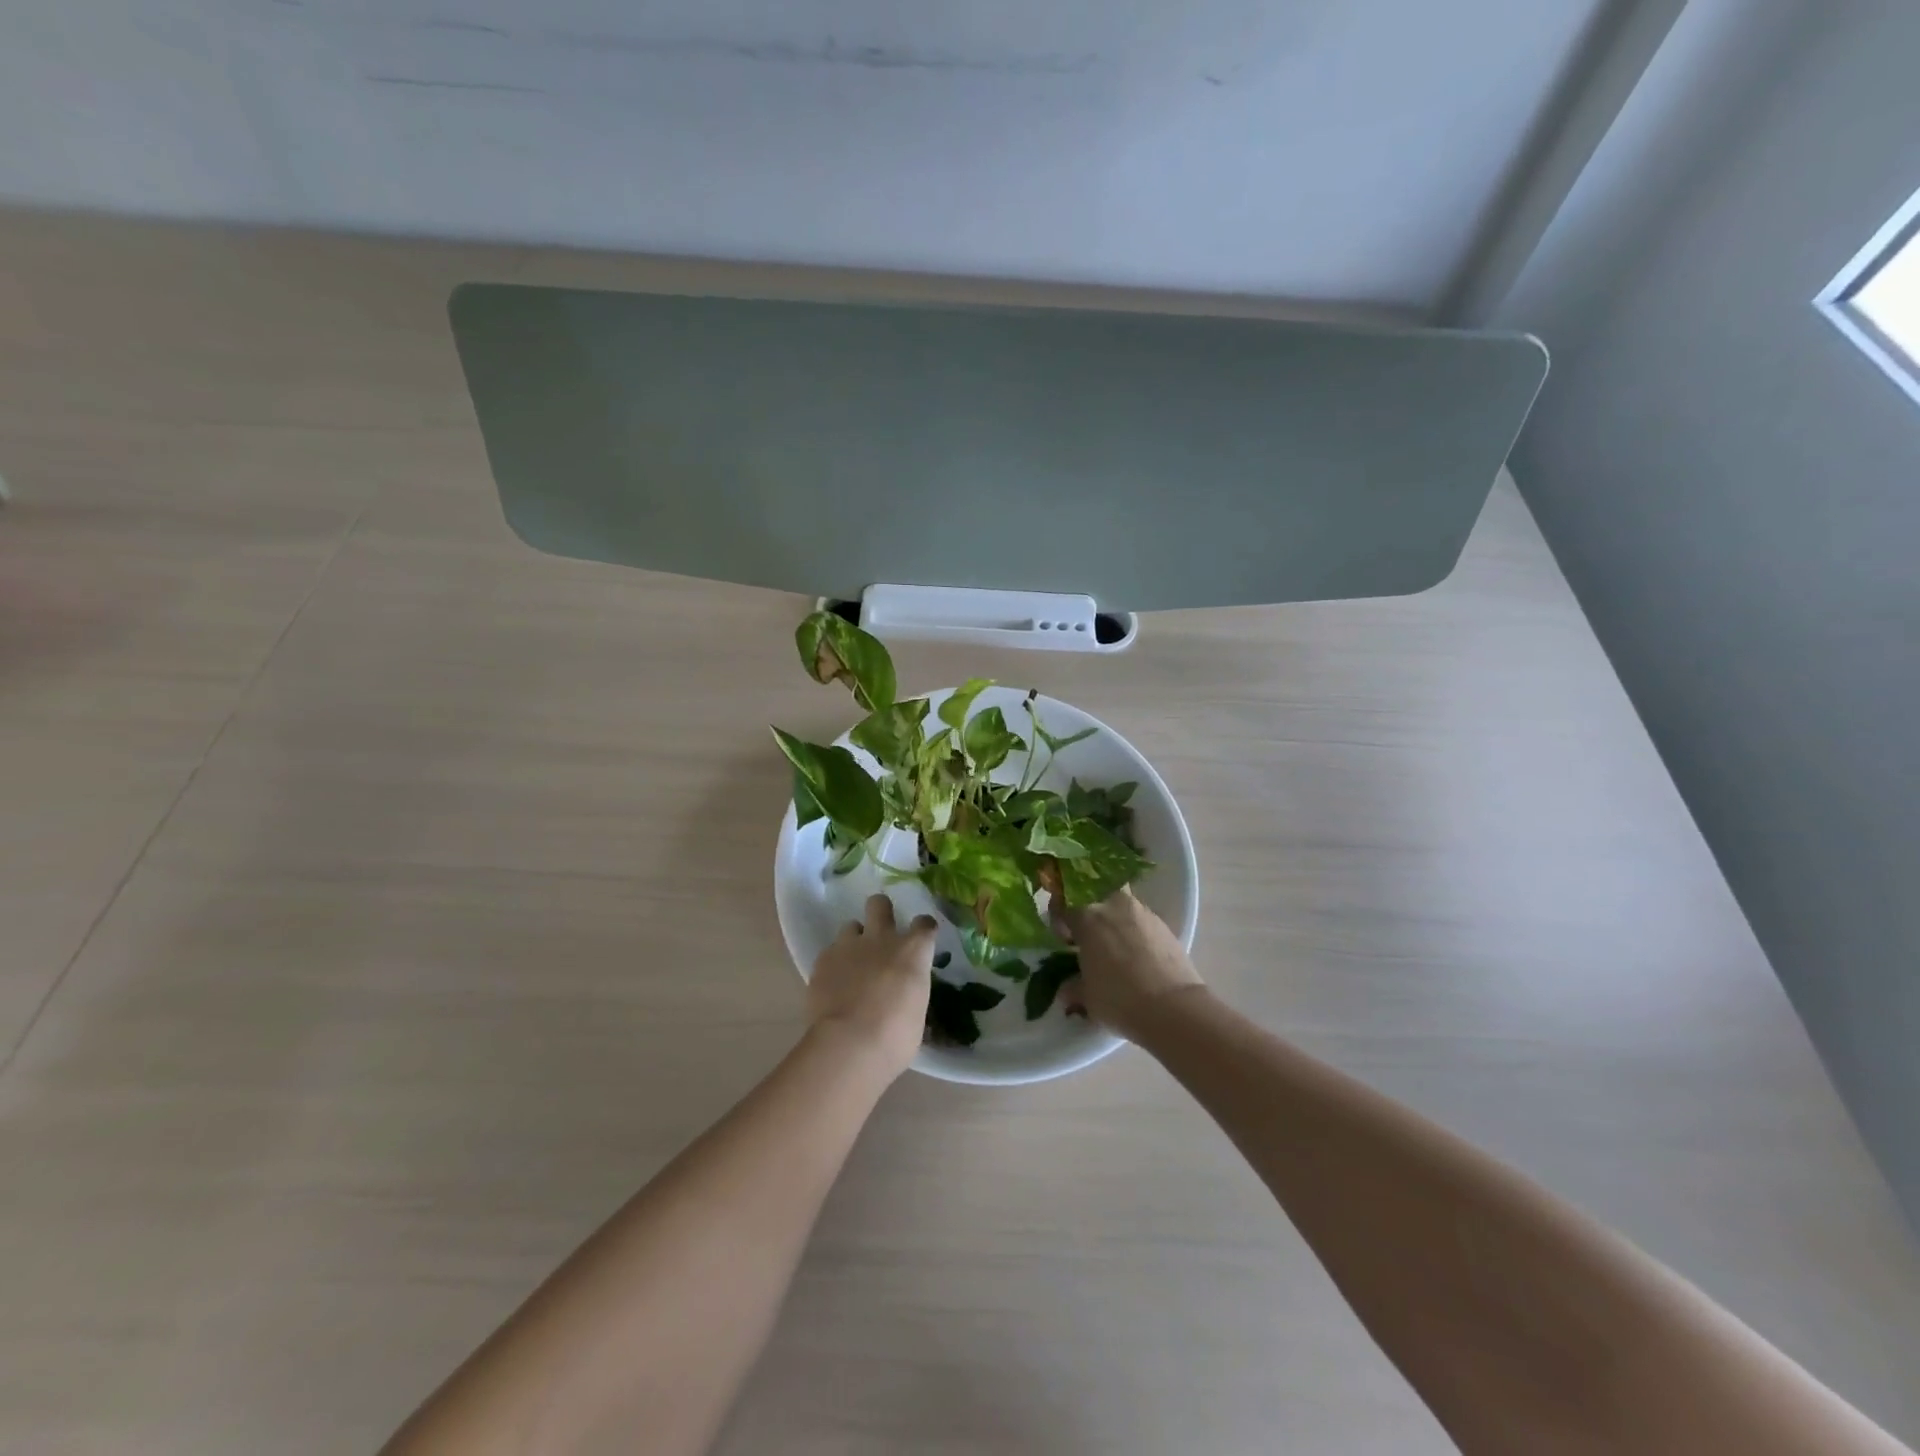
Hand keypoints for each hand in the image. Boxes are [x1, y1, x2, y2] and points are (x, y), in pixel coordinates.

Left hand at [807, 894, 936, 1078]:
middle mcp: (881, 939)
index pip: (924, 924)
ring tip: (853, 963)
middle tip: (881, 931)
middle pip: (879, 904)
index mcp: (912, 952)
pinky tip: (834, 984)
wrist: (849, 1044)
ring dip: (854, 940)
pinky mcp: (822, 960)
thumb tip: (905, 996)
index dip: (923, 929)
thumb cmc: (895, 1037)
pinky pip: (830, 952)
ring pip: (851, 926)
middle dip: (881, 911)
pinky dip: (834, 964)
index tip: (922, 938)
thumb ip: (910, 992)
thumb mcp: (916, 1014)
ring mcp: (848, 946)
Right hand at [1058, 887, 1204, 1042]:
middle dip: (1089, 914)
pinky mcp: (1163, 924)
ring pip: (1120, 907)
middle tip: (1089, 939)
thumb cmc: (1119, 999)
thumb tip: (1067, 989)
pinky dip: (1134, 931)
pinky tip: (1136, 954)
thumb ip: (1073, 987)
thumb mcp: (1087, 997)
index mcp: (1087, 917)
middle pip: (1095, 898)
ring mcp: (1141, 912)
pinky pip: (1140, 921)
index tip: (1062, 938)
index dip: (1059, 922)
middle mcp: (1113, 905)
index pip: (1063, 907)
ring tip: (1115, 947)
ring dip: (1114, 921)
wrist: (1173, 1007)